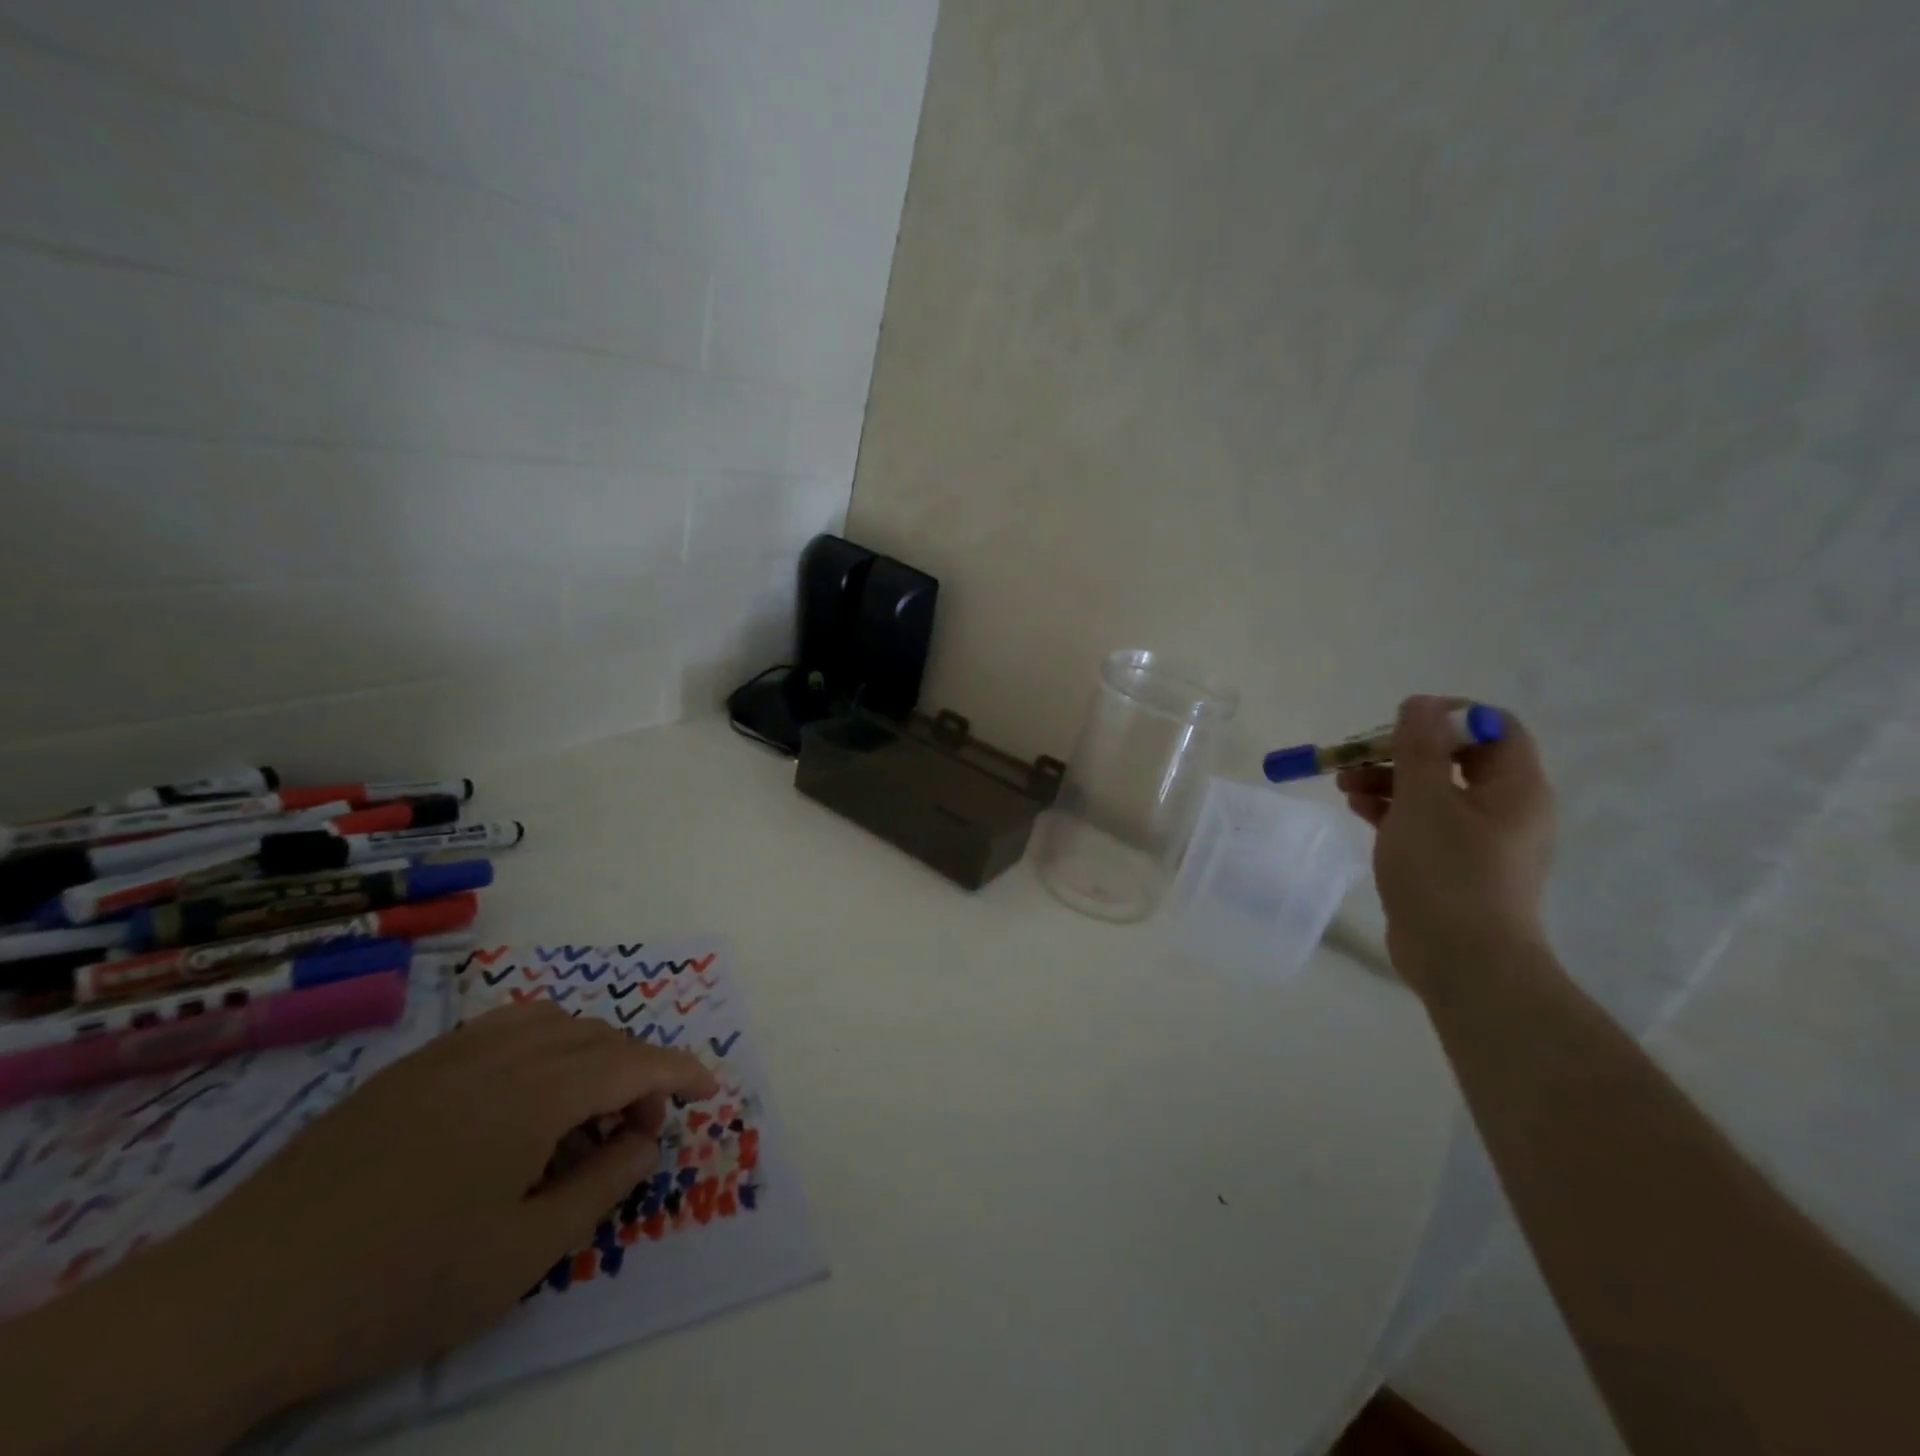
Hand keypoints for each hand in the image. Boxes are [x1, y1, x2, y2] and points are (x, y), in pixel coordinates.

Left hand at [160, 1000, 717, 1411]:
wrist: (239, 1297)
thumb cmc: (398, 1283)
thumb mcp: (522, 1255)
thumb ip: (602, 1187)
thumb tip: (645, 1139)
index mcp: (537, 1095)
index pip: (634, 1062)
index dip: (680, 1071)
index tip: (709, 1090)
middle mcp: (503, 1053)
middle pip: (599, 1036)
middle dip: (637, 1072)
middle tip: (635, 1130)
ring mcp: (452, 1051)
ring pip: (553, 1020)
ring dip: (590, 1051)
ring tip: (582, 1107)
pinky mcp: (412, 1065)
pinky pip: (502, 1026)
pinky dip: (541, 1042)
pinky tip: (521, 1092)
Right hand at [1337, 696, 1554, 997]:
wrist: (1462, 961)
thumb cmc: (1446, 872)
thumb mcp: (1423, 800)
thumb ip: (1418, 748)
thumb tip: (1420, 703)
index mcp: (1515, 788)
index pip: (1494, 729)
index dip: (1448, 717)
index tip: (1399, 724)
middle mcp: (1506, 809)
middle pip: (1456, 759)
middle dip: (1403, 751)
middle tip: (1359, 755)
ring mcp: (1481, 841)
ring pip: (1434, 792)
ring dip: (1389, 780)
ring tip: (1344, 785)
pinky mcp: (1455, 867)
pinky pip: (1425, 823)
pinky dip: (1393, 810)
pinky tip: (1358, 809)